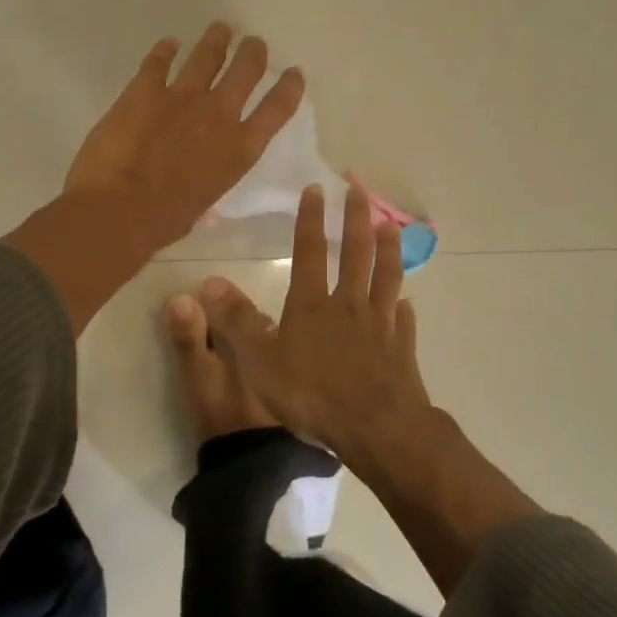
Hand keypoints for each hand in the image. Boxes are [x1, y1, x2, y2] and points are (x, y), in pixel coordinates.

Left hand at [64, 23, 303, 252]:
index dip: (289, 87)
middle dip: (253, 52)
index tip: (294, 73)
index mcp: (239, 150)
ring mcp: (182, 97)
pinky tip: (168, 44)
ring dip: (216, 40)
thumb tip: (205, 205)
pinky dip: (165, 50)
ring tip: (221, 29)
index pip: (277, 110)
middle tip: (254, 43)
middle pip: (246, 69)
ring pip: (208, 55)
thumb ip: (207, 191)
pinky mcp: (145, 90)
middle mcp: (219, 115)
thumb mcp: (200, 209)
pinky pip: (159, 60)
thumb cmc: (162, 222)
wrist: (117, 211)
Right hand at [197, 182, 433, 486]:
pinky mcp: (401, 349)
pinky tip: (407, 302)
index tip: (317, 189)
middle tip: (360, 191)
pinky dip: (405, 307)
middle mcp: (349, 305)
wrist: (375, 428)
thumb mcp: (259, 362)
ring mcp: (380, 325)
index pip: (310, 251)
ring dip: (388, 250)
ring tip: (391, 227)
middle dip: (356, 220)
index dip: (311, 219)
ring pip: (386, 278)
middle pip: (356, 254)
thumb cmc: (312, 395)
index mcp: (312, 305)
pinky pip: (403, 321)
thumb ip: (235, 322)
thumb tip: (209, 283)